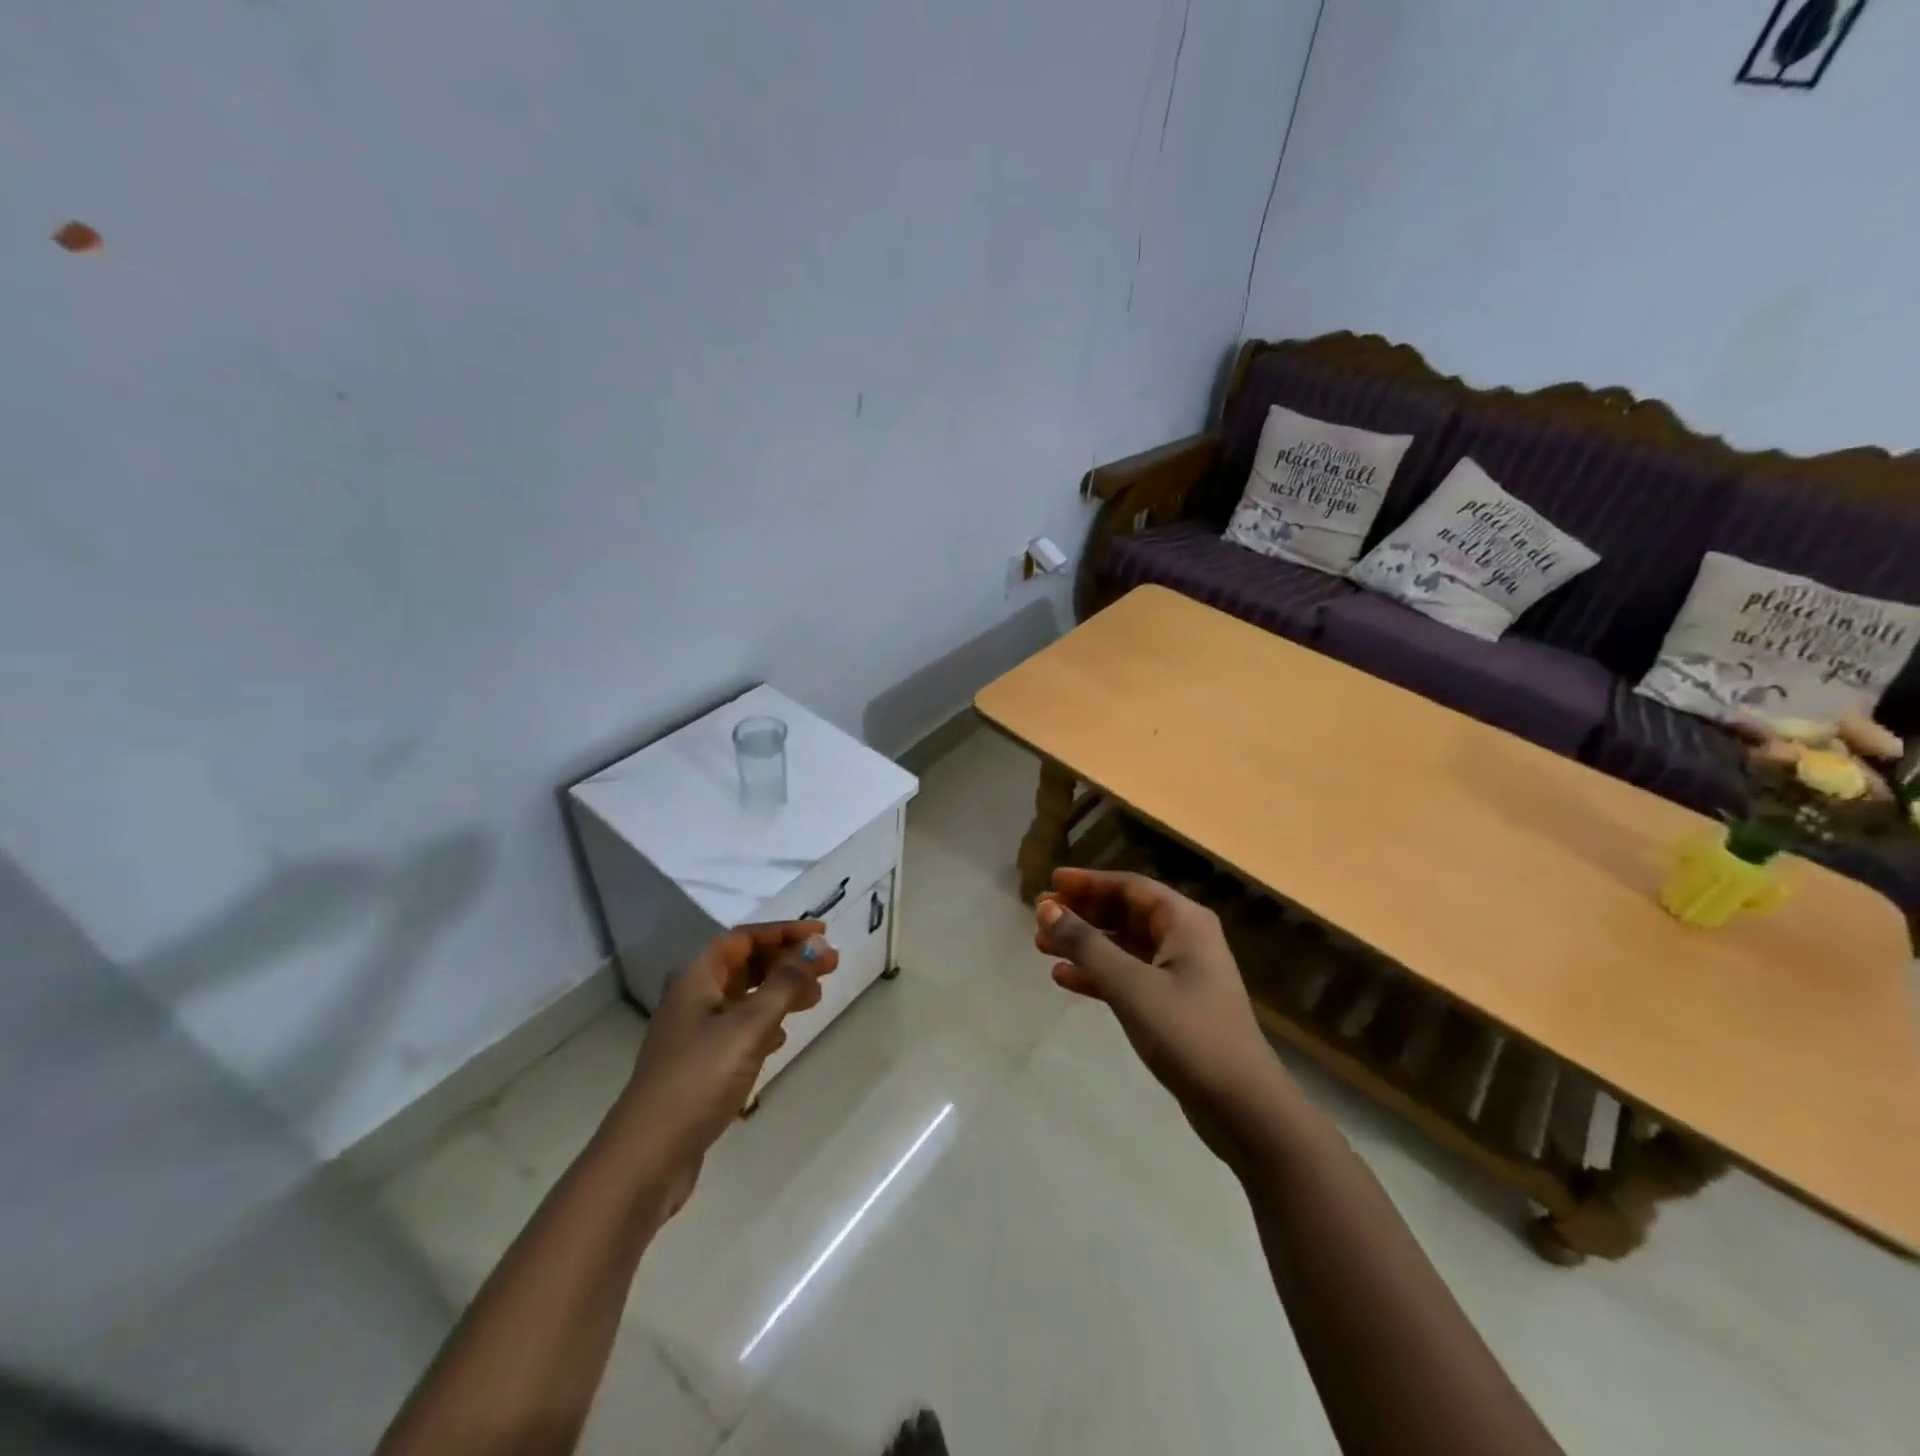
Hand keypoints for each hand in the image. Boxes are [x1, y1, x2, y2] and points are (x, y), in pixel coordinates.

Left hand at [613, 922, 836, 1206]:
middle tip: (829, 966)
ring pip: (744, 997)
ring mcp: (694, 1033)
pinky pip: (739, 1028)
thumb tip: (816, 945)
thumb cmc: (699, 1078)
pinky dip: (765, 1023)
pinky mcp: (699, 1065)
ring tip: (816, 998)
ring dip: (780, 991)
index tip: (823, 935)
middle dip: (787, 961)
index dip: (784, 932)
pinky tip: (782, 1038)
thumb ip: (785, 983)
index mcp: (696, 976)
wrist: (648, 1156)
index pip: (745, 938)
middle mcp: (692, 997)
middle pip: (745, 964)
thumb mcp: (748, 1025)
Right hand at [1036, 869, 1291, 1166]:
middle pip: (1125, 912)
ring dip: (1085, 943)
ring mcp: (1181, 974)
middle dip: (1082, 912)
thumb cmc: (1188, 1034)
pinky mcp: (1174, 1006)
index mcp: (1184, 922)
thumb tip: (1047, 908)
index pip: (1130, 886)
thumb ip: (1086, 945)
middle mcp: (1185, 939)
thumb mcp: (1131, 985)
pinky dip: (1098, 974)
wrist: (1243, 1108)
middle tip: (1040, 915)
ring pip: (1123, 945)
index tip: (1051, 882)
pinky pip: (1128, 976)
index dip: (1088, 881)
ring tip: (1041, 945)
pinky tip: (1064, 979)